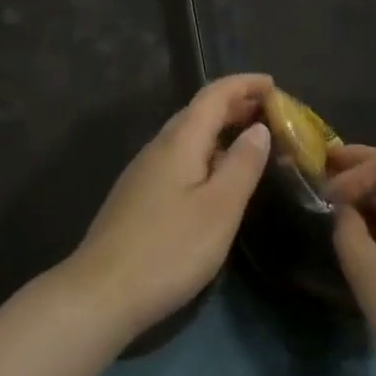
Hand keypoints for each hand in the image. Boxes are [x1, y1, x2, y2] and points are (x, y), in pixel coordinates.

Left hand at [59, 74, 272, 341]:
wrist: (102, 291)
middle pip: (199, 111)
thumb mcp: (219, 209)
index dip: (244, 84)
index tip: (273, 85)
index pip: (214, 94)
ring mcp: (144, 170)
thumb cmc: (169, 248)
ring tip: (250, 144)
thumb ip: (242, 165)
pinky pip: (179, 157)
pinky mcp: (139, 194)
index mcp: (180, 140)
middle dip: (235, 105)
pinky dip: (205, 153)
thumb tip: (258, 128)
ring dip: (220, 130)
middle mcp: (159, 145)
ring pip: (188, 135)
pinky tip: (215, 178)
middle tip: (270, 114)